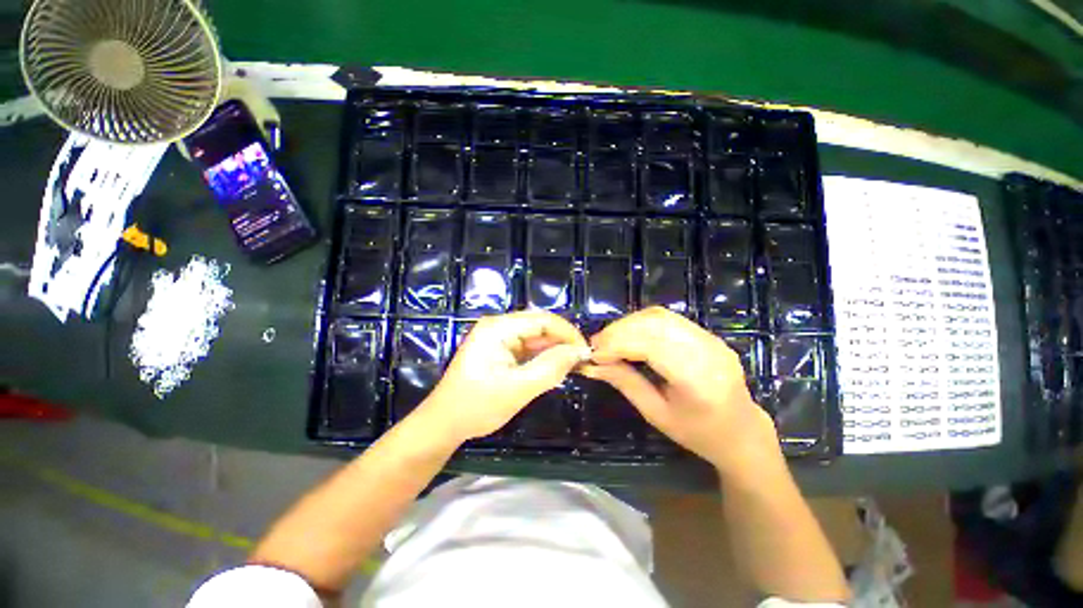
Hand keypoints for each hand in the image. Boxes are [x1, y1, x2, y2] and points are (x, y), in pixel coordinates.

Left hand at [415, 311, 590, 442]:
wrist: (444, 423)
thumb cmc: (477, 406)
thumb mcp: (517, 389)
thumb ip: (550, 368)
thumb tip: (579, 351)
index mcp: (498, 328)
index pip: (542, 320)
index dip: (567, 333)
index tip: (585, 351)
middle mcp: (499, 326)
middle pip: (540, 326)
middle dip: (562, 342)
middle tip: (582, 361)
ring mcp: (499, 338)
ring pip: (536, 338)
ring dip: (554, 351)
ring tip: (573, 366)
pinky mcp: (501, 350)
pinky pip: (528, 349)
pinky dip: (543, 358)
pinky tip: (555, 368)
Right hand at [583, 307, 778, 474]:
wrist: (742, 432)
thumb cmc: (698, 433)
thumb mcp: (656, 414)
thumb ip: (625, 383)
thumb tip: (592, 364)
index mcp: (698, 380)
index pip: (651, 346)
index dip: (617, 344)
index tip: (593, 353)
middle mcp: (708, 351)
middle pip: (655, 324)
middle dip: (619, 330)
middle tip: (597, 344)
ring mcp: (711, 339)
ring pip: (660, 316)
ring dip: (628, 324)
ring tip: (609, 339)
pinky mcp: (707, 334)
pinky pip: (668, 318)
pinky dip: (641, 323)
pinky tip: (628, 335)